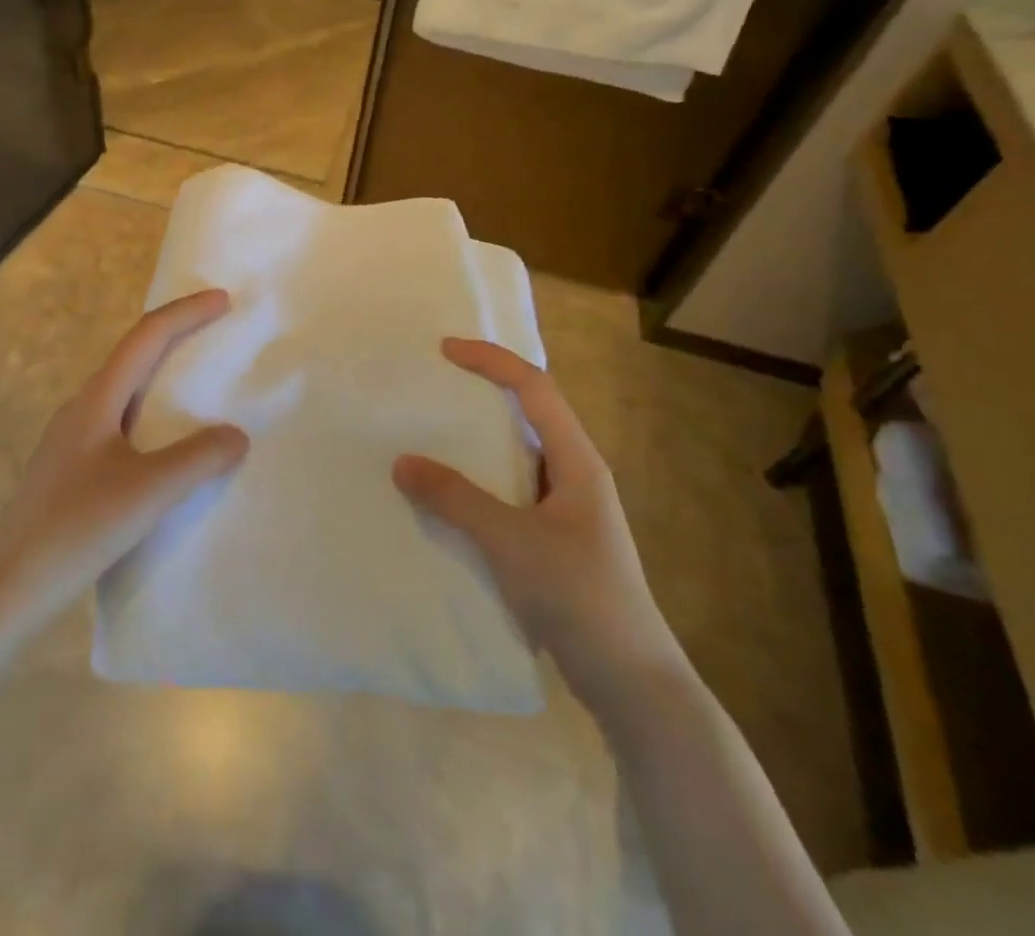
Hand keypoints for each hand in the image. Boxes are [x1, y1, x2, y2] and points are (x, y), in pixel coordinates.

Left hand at [0, 288, 248, 632]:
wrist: (9, 587)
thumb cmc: (77, 528)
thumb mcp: (147, 493)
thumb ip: (197, 459)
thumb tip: (237, 434)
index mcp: (96, 400)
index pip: (145, 338)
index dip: (185, 313)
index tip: (223, 300)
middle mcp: (81, 408)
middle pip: (132, 355)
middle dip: (175, 336)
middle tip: (216, 331)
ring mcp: (71, 439)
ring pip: (124, 390)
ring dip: (161, 375)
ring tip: (198, 382)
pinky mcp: (70, 468)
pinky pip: (120, 421)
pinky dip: (151, 412)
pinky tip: (164, 443)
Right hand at [393, 339, 687, 713]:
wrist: (633, 684)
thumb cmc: (579, 596)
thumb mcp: (510, 541)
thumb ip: (455, 499)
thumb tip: (402, 462)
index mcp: (577, 461)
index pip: (534, 388)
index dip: (491, 361)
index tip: (444, 350)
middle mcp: (576, 475)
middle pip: (529, 414)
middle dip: (484, 393)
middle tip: (436, 387)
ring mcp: (569, 511)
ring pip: (519, 456)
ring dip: (480, 441)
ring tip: (434, 436)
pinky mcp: (558, 542)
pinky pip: (512, 492)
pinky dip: (481, 482)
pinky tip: (452, 499)